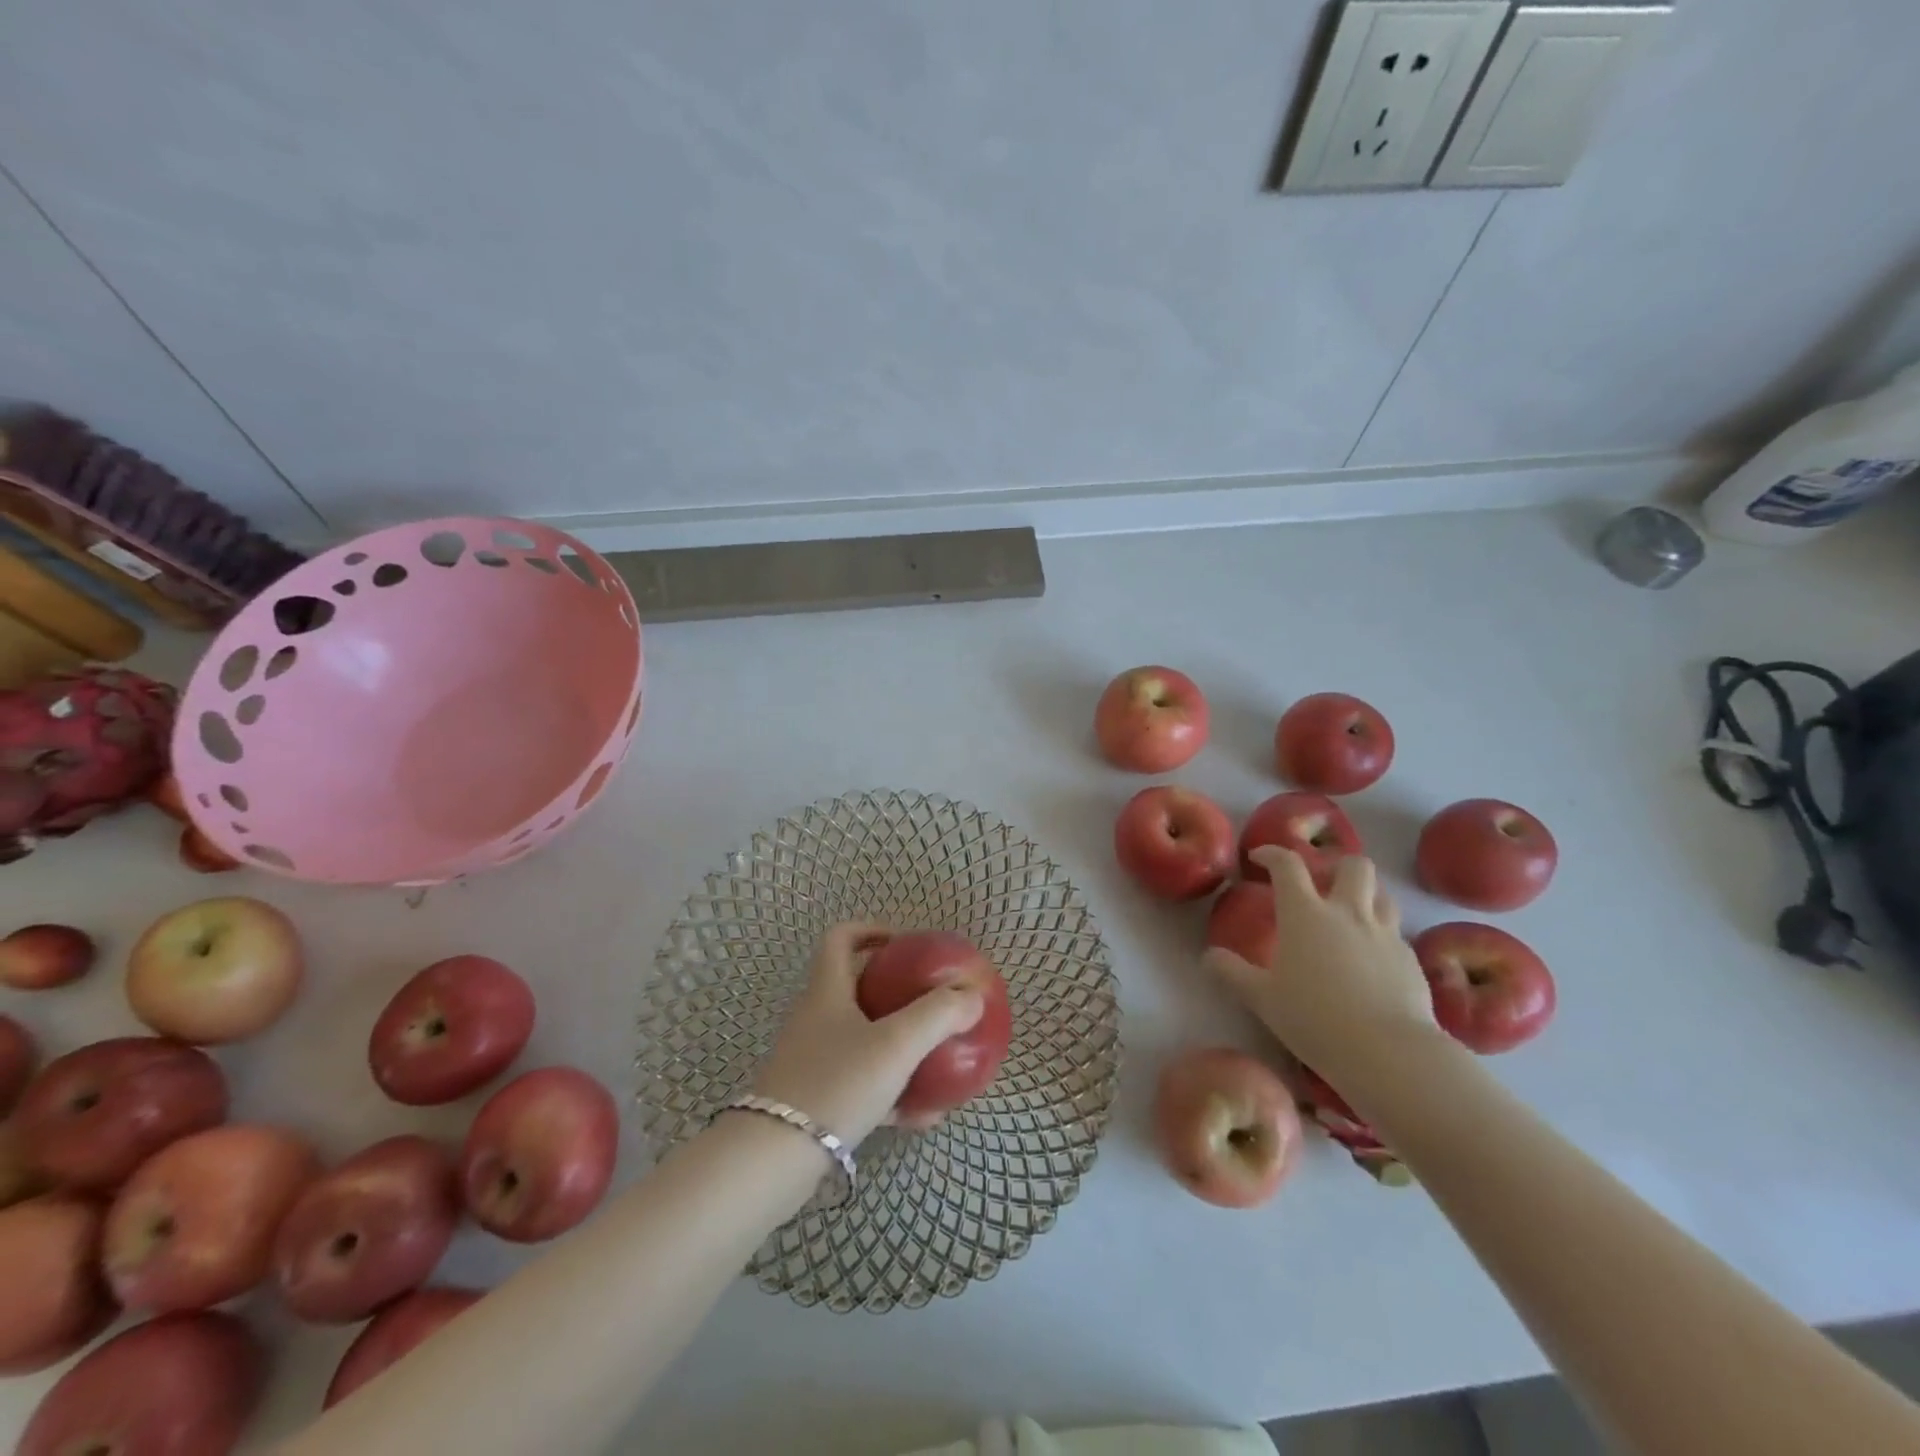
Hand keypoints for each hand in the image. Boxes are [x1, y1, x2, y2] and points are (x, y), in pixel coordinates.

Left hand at [751, 923, 984, 1144]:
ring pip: (862, 1040)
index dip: (873, 930)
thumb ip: (938, 1015)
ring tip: (936, 1058)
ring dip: (898, 1045)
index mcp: (827, 991)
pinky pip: (860, 1085)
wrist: (773, 1161)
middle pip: (856, 989)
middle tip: (931, 1001)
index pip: (842, 938)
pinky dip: (891, 1092)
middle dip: (896, 992)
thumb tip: (972, 996)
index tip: (906, 945)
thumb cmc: (836, 1084)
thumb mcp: (896, 1045)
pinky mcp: (814, 1101)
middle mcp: (815, 1019)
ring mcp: (812, 1061)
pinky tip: (923, 1115)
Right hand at [1201, 849, 1438, 1087]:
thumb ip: (1232, 972)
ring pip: (1382, 893)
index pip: (1287, 865)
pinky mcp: (1410, 959)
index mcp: (1305, 914)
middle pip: (1353, 865)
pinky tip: (1372, 960)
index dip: (1271, 854)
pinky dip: (1381, 935)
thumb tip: (1209, 956)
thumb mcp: (1262, 999)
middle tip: (1320, 883)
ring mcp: (1384, 934)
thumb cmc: (1315, 1018)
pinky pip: (1396, 933)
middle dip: (1336, 865)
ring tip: (1350, 913)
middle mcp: (1347, 912)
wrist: (1389, 1052)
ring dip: (1366, 894)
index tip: (1258, 858)